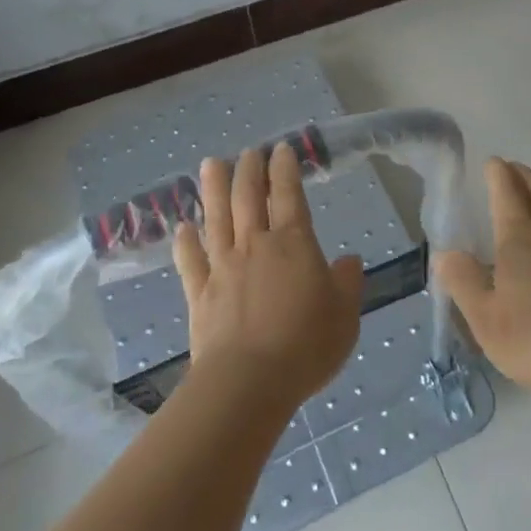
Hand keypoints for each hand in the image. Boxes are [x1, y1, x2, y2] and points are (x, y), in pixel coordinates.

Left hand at [171, 143, 363, 412]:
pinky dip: (185, 242)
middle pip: (247, 197)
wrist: (248, 382)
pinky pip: (190, 260)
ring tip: (211, 164)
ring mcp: (223, 267)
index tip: (281, 148)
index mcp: (293, 244)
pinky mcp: (200, 293)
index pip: (288, 195)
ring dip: (213, 188)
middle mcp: (255, 245)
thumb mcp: (345, 315)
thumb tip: (348, 260)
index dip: (285, 169)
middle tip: (249, 151)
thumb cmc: (306, 345)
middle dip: (249, 169)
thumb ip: (347, 283)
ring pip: (216, 218)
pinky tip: (182, 227)